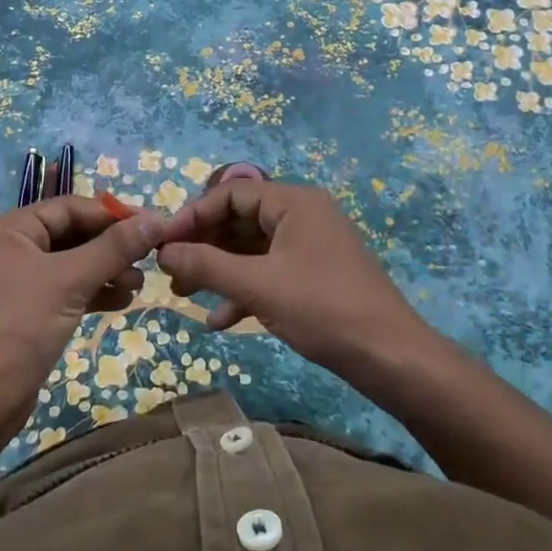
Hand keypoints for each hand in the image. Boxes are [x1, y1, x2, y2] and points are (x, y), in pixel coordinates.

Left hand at [0, 194, 165, 411]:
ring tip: (138, 284)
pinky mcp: (27, 313)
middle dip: (110, 247)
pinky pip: (66, 290)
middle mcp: (10, 249)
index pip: (68, 208)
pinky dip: (93, 292)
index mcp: (9, 230)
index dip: (111, 214)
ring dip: (106, 270)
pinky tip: (121, 301)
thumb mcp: (71, 280)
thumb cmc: (21, 326)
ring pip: (72, 264)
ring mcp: (17, 283)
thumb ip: (114, 247)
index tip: (151, 225)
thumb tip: (157, 219)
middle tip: (148, 258)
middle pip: (71, 234)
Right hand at [155, 179, 427, 372]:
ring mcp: (309, 246)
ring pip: (251, 250)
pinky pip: (269, 272)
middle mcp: (302, 215)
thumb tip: (163, 252)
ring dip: (218, 271)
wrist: (390, 357)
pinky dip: (243, 290)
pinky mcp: (314, 275)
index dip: (192, 215)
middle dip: (203, 246)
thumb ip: (206, 265)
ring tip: (183, 294)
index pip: (231, 194)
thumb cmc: (322, 309)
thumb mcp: (258, 286)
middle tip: (169, 269)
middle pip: (239, 220)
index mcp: (294, 202)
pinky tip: (220, 321)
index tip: (162, 240)